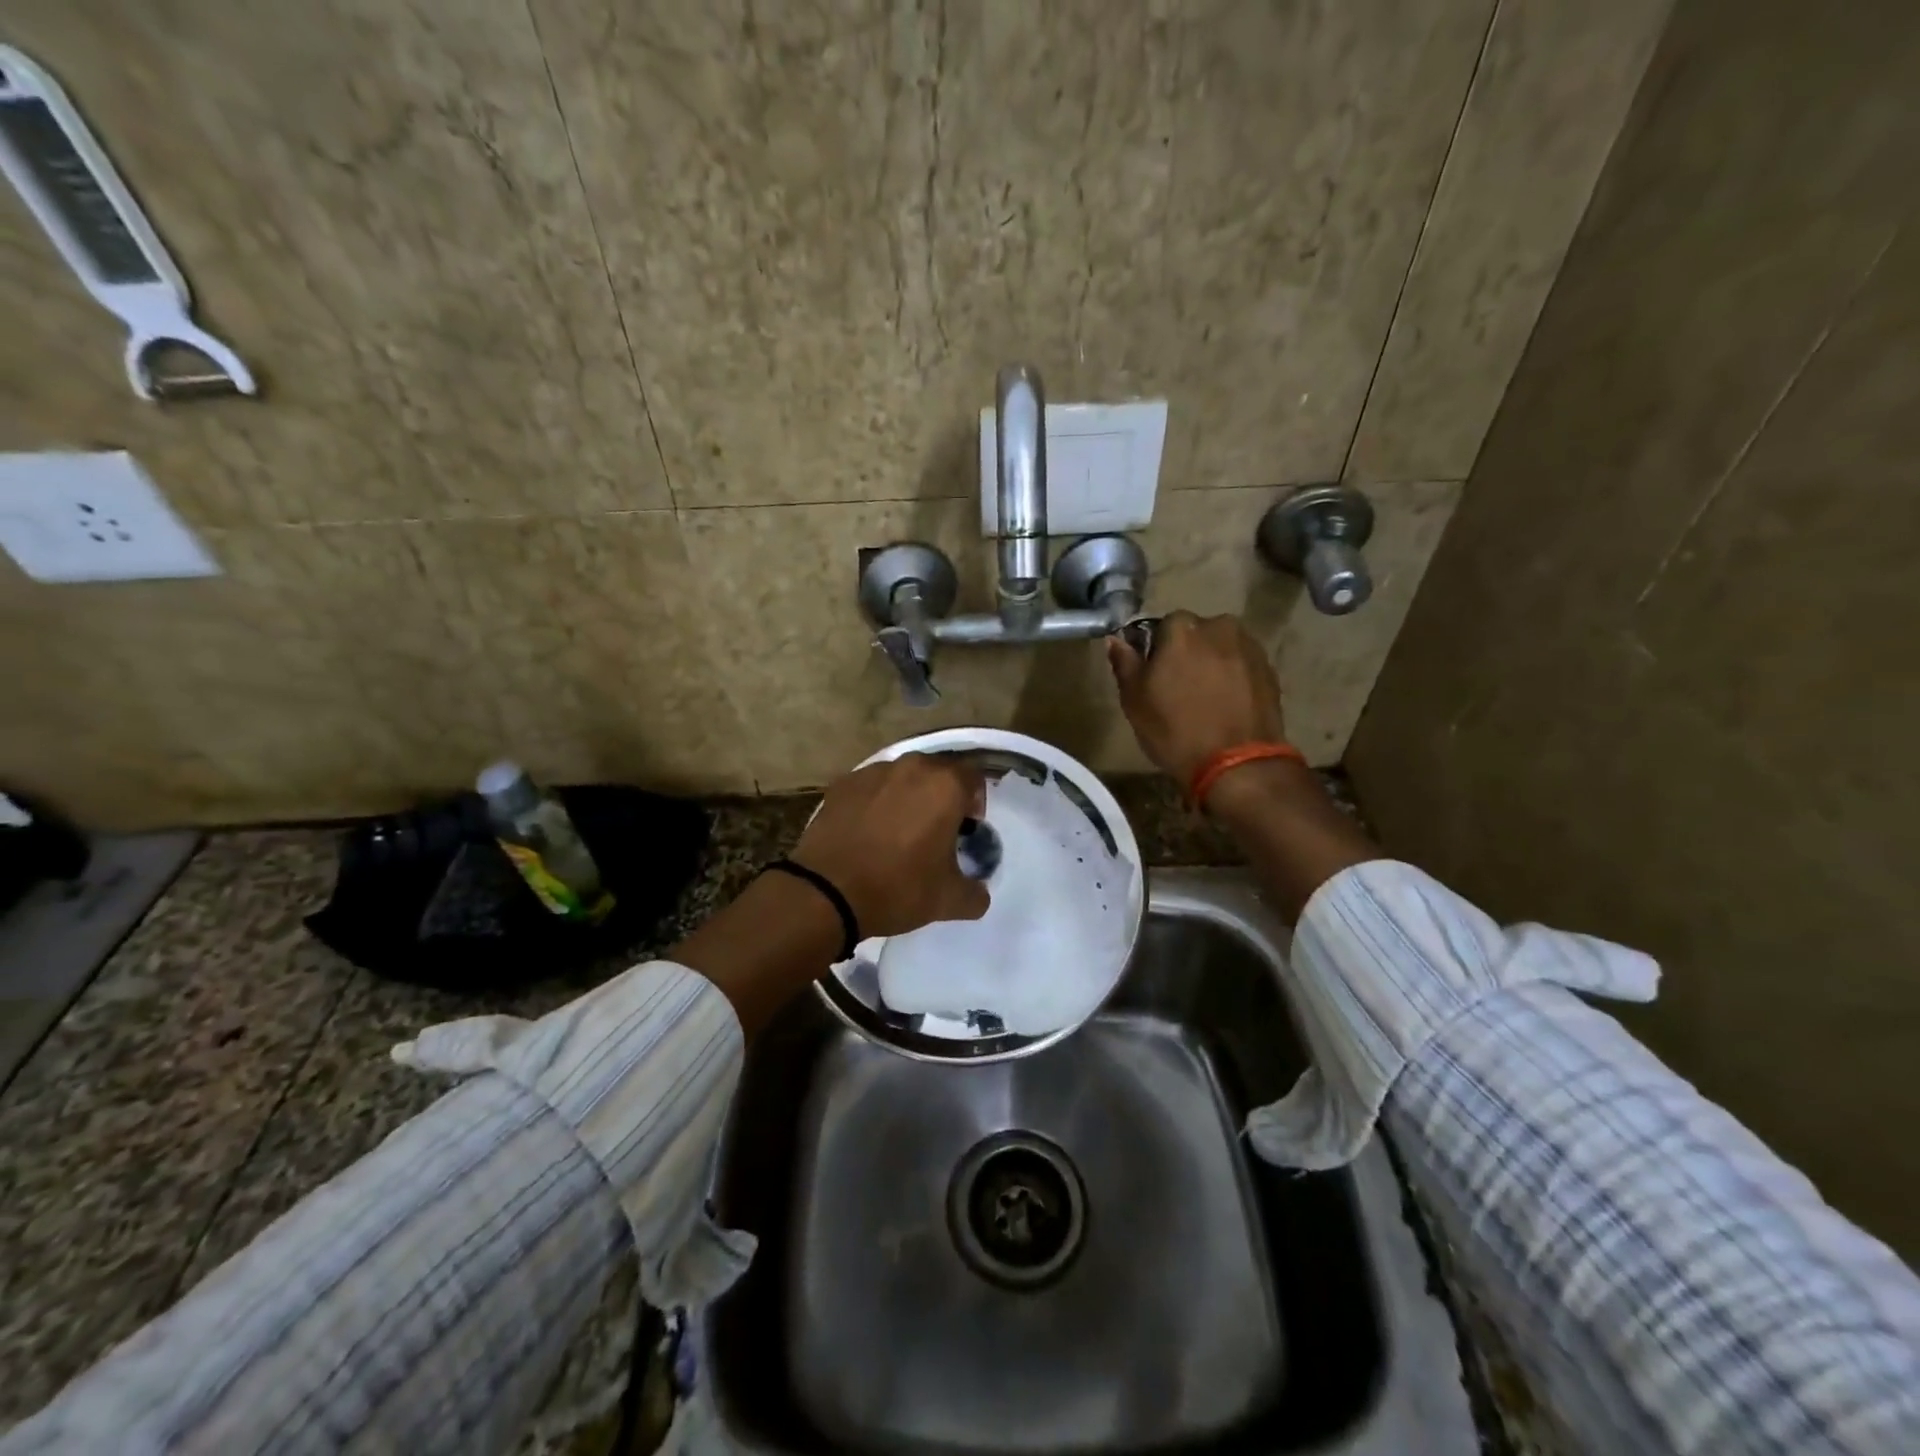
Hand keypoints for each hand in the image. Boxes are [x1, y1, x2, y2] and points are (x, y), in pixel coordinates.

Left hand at [791, 754, 989, 937]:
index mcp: (944, 786)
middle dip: (942, 796)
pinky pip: (870, 787)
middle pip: (938, 773)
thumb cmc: (897, 888)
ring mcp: (872, 772)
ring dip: (908, 796)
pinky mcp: (842, 784)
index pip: (974, 778)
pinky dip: (875, 802)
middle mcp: (911, 767)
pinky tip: (868, 832)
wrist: (826, 892)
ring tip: (899, 830)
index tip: (967, 829)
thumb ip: (976, 893)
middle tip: (936, 829)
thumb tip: (978, 892)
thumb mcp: (949, 900)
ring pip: (902, 777)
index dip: (976, 802)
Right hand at [1107, 612, 1286, 786]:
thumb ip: (1125, 663)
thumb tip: (1115, 640)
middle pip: (1195, 634)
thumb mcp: (1135, 700)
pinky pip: (1241, 666)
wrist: (1237, 764)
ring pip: (1220, 649)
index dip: (1155, 651)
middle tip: (1178, 689)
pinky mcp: (1269, 670)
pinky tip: (1226, 706)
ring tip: (1205, 699)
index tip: (1153, 677)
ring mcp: (1249, 647)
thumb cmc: (1175, 730)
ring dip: (1211, 664)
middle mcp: (1219, 626)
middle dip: (1186, 654)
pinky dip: (1233, 678)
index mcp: (1182, 628)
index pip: (1161, 626)